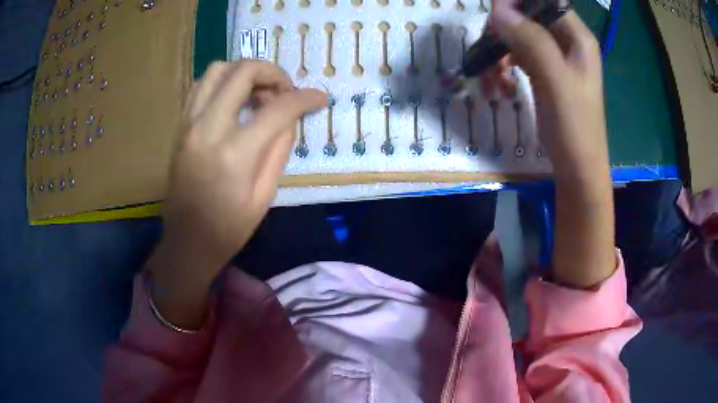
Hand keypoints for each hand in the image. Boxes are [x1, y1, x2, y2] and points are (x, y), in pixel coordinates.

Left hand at [147, 61, 325, 327]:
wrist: (186, 243)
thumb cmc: (228, 229)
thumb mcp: (265, 196)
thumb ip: (279, 148)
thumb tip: (289, 117)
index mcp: (235, 153)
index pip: (278, 108)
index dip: (305, 98)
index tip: (319, 98)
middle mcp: (208, 128)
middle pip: (243, 71)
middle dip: (273, 72)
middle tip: (284, 90)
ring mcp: (189, 124)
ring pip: (217, 70)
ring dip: (245, 72)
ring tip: (259, 92)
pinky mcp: (180, 127)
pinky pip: (201, 86)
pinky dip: (223, 82)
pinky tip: (234, 100)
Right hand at [490, 0, 606, 175]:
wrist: (577, 169)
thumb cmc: (575, 128)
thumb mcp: (556, 81)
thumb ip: (531, 41)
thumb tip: (498, 8)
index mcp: (577, 37)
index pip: (545, 1)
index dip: (518, 2)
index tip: (493, 14)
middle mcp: (567, 41)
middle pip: (529, 15)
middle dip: (505, 26)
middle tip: (488, 44)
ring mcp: (556, 58)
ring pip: (521, 34)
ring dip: (501, 47)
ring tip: (489, 71)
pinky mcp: (545, 73)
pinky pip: (519, 54)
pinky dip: (505, 62)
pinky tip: (498, 79)